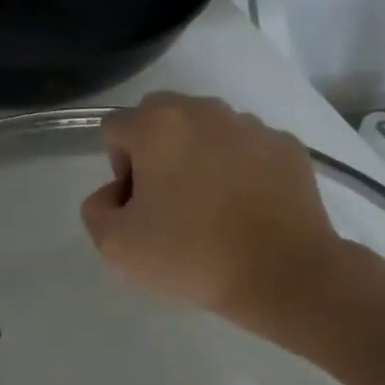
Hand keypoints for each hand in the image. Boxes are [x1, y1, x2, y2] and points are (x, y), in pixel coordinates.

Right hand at [80, 92, 344, 319]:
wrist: (284, 273)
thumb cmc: (192, 255)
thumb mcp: (116, 245)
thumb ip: (97, 209)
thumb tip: (116, 194)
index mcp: (158, 125)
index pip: (115, 128)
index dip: (118, 167)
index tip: (138, 205)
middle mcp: (204, 111)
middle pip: (160, 117)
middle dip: (155, 150)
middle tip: (168, 202)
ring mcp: (251, 125)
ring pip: (207, 129)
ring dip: (198, 156)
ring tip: (212, 207)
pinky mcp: (287, 146)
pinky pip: (247, 147)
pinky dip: (239, 168)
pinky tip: (247, 208)